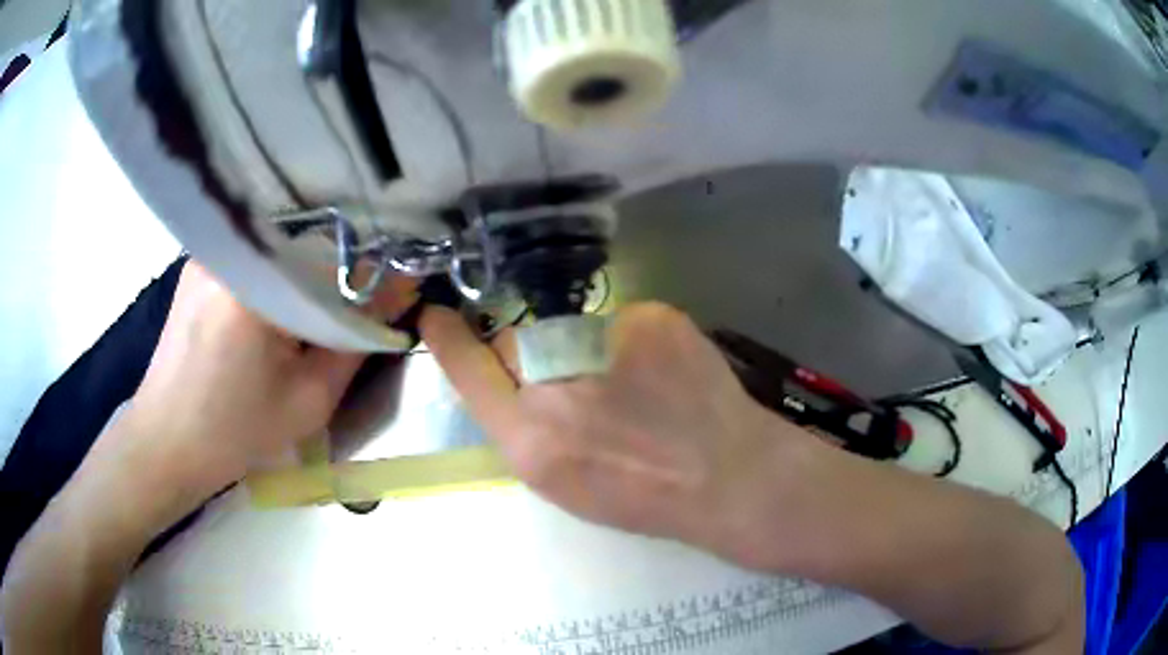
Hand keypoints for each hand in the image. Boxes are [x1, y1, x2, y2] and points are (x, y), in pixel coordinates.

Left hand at [125, 261, 408, 485]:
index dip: (369, 275)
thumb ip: (356, 341)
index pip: (333, 254)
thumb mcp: (309, 400)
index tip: (393, 297)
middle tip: (353, 311)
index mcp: (253, 283)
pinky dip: (274, 274)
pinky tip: (273, 309)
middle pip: (304, 243)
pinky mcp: (198, 263)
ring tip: (311, 314)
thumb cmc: (235, 432)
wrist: (166, 442)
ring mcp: (209, 252)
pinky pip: (252, 255)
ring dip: (304, 273)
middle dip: (336, 272)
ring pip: (277, 248)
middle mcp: (228, 251)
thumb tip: (400, 292)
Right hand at [420, 303, 810, 562]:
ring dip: (585, 350)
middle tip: (584, 388)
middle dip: (536, 358)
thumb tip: (515, 379)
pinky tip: (662, 374)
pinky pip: (620, 321)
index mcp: (533, 442)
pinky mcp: (653, 318)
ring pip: (569, 328)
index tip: (435, 315)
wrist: (730, 477)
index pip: (471, 373)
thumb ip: (526, 428)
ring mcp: (609, 343)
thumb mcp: (565, 483)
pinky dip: (630, 342)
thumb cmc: (644, 496)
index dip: (449, 341)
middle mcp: (560, 387)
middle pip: (518, 342)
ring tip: (633, 388)